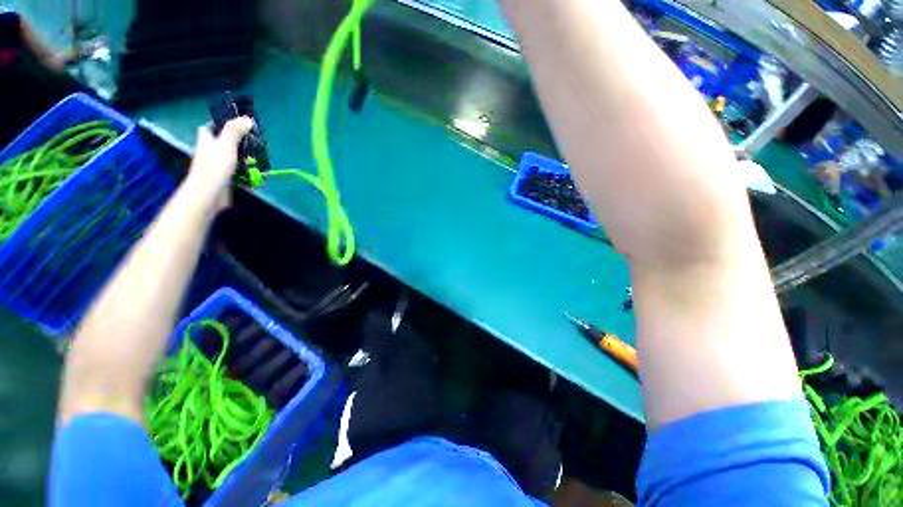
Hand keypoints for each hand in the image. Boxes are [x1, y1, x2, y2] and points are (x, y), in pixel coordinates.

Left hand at [187, 117, 253, 210]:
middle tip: (253, 142)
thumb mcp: (226, 145)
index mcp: (206, 142)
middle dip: (235, 142)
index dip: (218, 124)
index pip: (208, 128)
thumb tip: (247, 118)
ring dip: (243, 159)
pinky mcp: (224, 180)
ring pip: (230, 158)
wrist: (209, 194)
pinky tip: (256, 174)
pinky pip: (236, 173)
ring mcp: (216, 167)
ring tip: (259, 158)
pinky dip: (245, 173)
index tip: (235, 125)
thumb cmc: (215, 167)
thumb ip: (235, 131)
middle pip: (221, 143)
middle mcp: (208, 153)